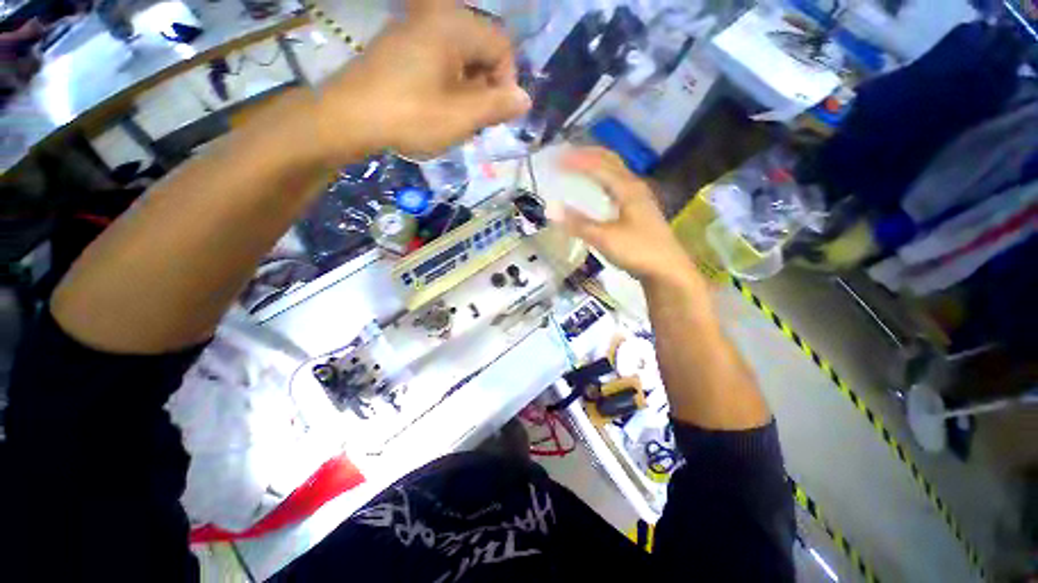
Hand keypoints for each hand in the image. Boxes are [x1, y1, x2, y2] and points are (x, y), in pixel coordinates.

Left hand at [313, 7, 530, 162]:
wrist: (349, 117)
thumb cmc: (410, 116)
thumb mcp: (461, 116)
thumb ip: (498, 106)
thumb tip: (525, 99)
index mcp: (454, 25)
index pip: (502, 45)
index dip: (507, 82)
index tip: (497, 114)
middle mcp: (436, 17)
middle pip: (482, 50)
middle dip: (487, 88)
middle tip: (477, 122)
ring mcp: (416, 29)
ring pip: (462, 58)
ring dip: (469, 91)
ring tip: (458, 120)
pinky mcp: (403, 46)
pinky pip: (441, 61)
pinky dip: (450, 86)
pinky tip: (441, 110)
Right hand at [546, 148, 698, 285]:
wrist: (667, 270)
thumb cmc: (638, 251)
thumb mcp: (605, 238)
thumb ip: (578, 223)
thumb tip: (551, 209)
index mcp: (628, 188)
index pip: (598, 166)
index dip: (575, 161)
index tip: (555, 159)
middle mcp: (634, 187)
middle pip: (610, 161)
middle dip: (587, 155)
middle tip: (565, 155)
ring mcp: (639, 198)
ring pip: (615, 173)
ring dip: (596, 166)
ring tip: (578, 166)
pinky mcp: (639, 210)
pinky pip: (617, 186)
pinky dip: (602, 182)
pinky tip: (597, 190)